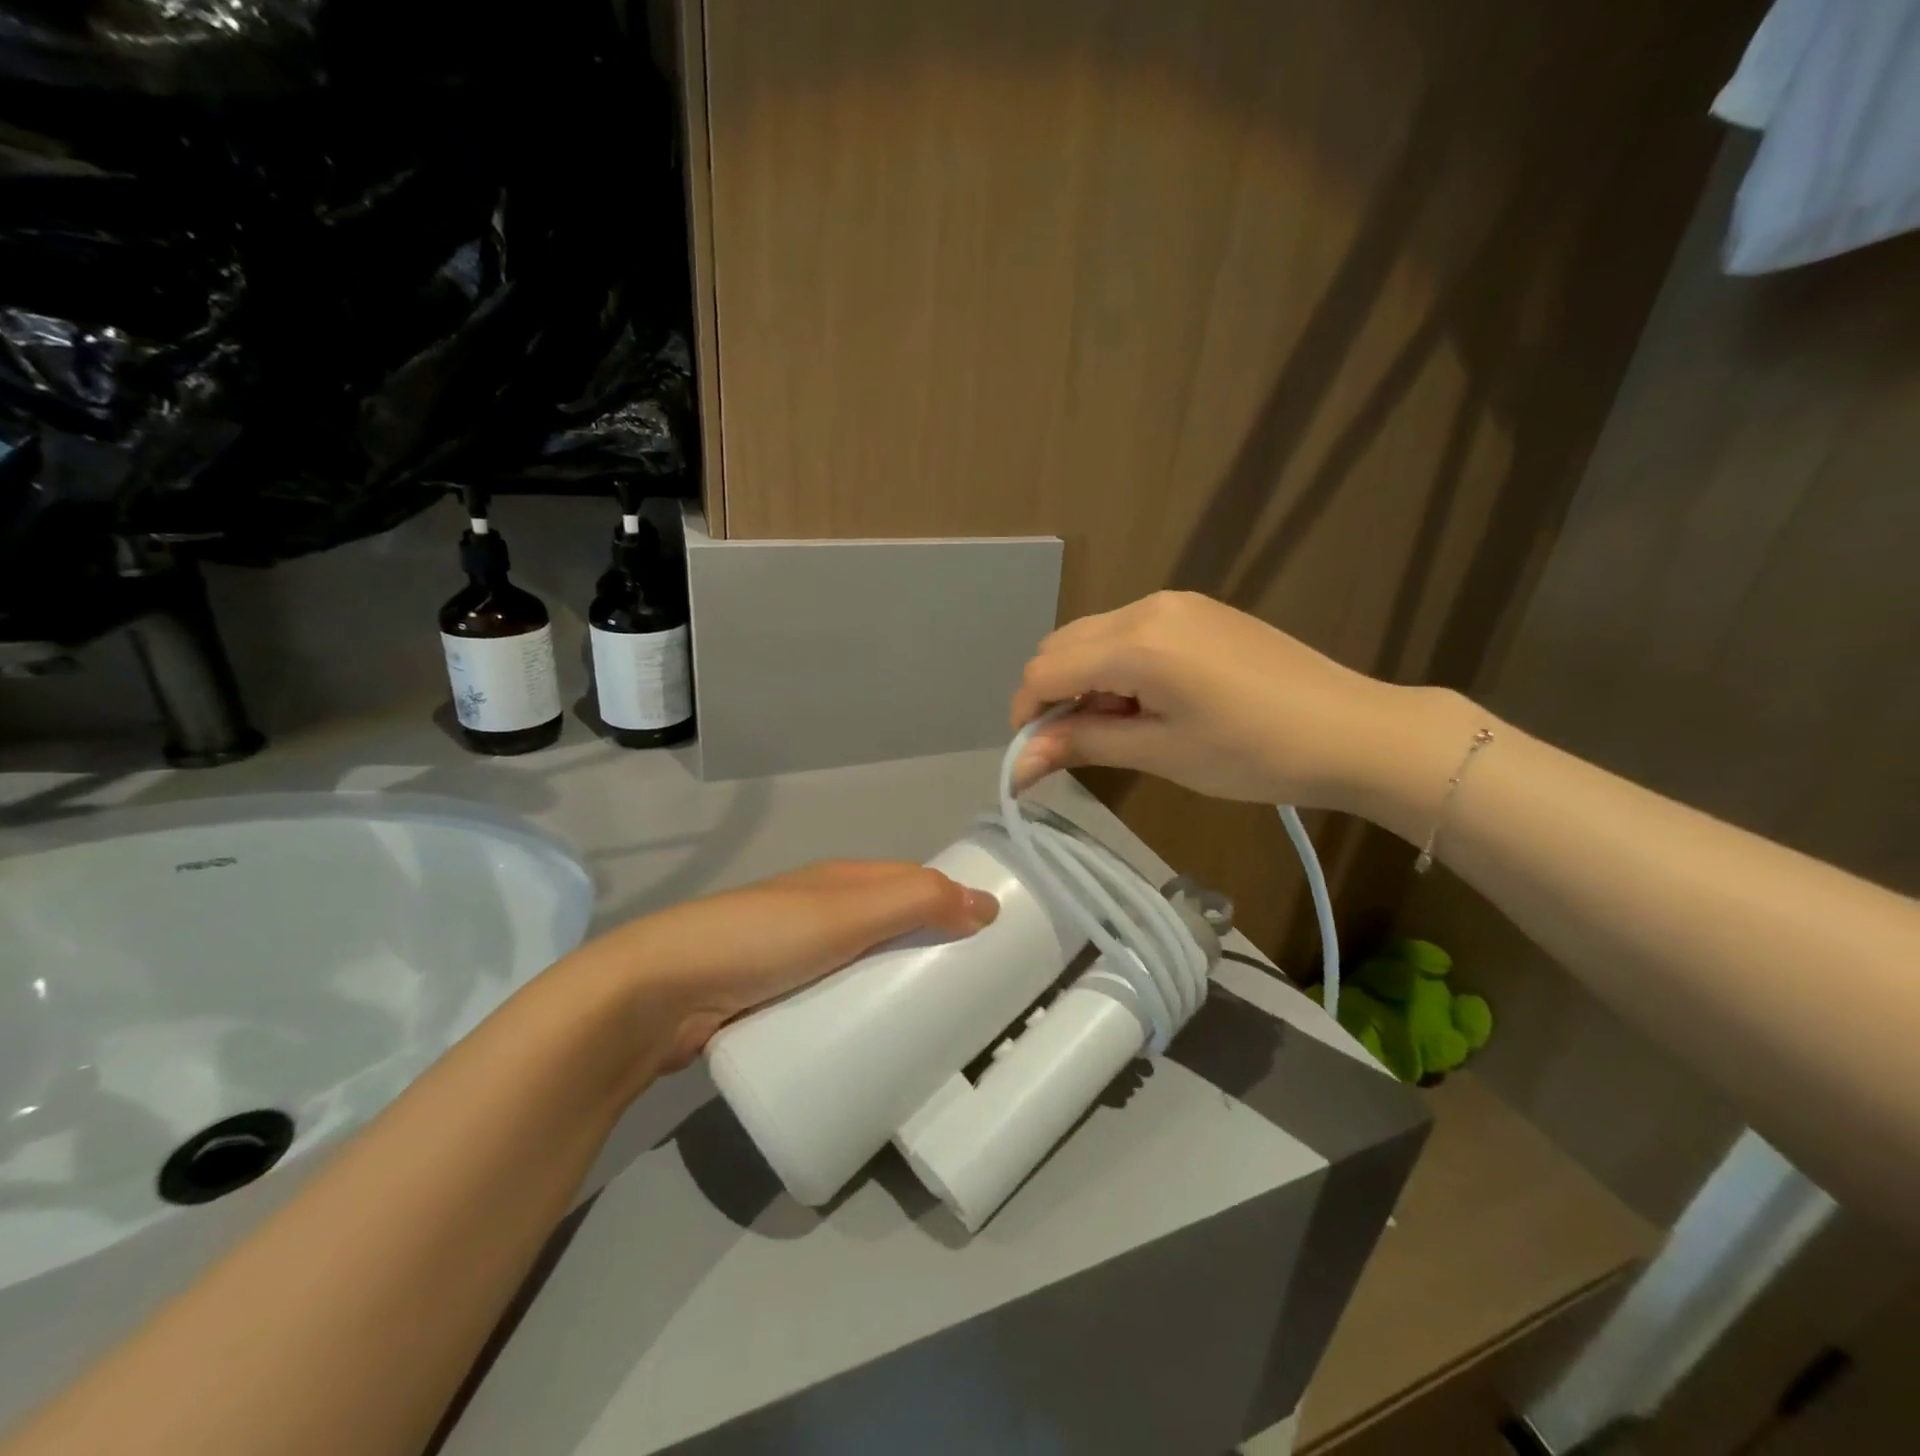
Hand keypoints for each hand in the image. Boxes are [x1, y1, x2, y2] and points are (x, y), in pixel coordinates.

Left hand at [562, 862, 998, 1078]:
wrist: (662, 992)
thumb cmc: (764, 940)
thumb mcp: (846, 913)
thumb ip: (915, 901)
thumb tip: (987, 905)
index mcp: (840, 880)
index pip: (913, 881)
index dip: (952, 901)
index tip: (993, 941)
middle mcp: (821, 910)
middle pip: (891, 924)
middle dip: (929, 949)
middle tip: (972, 995)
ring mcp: (795, 956)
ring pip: (863, 964)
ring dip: (896, 984)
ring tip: (936, 1026)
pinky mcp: (775, 998)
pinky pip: (835, 999)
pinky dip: (861, 1011)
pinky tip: (877, 1041)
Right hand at [1010, 591, 1467, 821]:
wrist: (1352, 730)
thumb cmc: (1253, 753)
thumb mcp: (1160, 753)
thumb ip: (1083, 743)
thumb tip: (1018, 762)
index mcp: (1136, 643)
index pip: (1045, 669)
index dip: (1027, 713)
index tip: (1034, 756)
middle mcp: (1147, 606)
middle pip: (1063, 644)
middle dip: (1052, 694)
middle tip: (1076, 744)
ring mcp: (1176, 603)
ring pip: (1095, 636)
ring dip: (1085, 679)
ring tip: (1119, 727)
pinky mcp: (1198, 610)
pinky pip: (1130, 631)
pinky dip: (1117, 666)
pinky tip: (1148, 701)